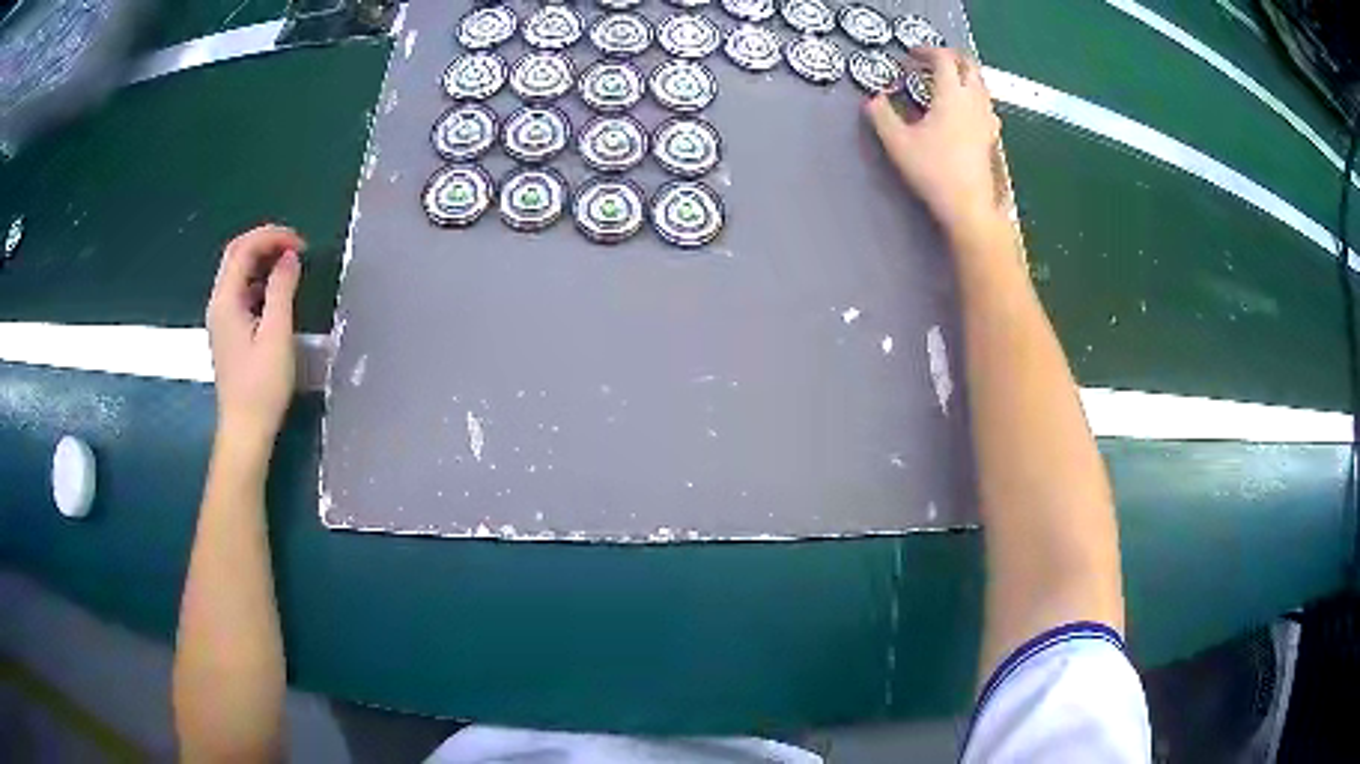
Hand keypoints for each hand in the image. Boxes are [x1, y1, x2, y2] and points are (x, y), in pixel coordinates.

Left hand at [206, 225, 305, 450]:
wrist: (245, 430)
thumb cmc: (261, 386)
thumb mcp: (277, 334)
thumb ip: (282, 289)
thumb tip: (290, 257)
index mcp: (225, 301)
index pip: (244, 249)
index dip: (272, 237)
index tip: (301, 245)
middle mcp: (218, 304)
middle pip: (237, 255)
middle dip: (266, 242)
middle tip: (296, 248)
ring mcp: (221, 319)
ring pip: (238, 272)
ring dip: (263, 260)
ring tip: (291, 266)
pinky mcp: (228, 332)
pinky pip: (241, 292)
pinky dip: (260, 280)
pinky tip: (277, 292)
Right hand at [866, 47, 1003, 234]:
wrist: (969, 207)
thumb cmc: (933, 171)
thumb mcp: (897, 142)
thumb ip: (881, 115)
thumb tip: (874, 99)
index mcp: (951, 94)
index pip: (943, 58)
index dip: (926, 50)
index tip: (911, 55)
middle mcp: (974, 100)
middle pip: (969, 65)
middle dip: (950, 57)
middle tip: (931, 62)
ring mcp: (987, 119)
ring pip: (980, 84)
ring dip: (962, 76)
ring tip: (943, 84)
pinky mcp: (991, 136)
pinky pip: (984, 104)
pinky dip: (971, 96)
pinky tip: (960, 110)